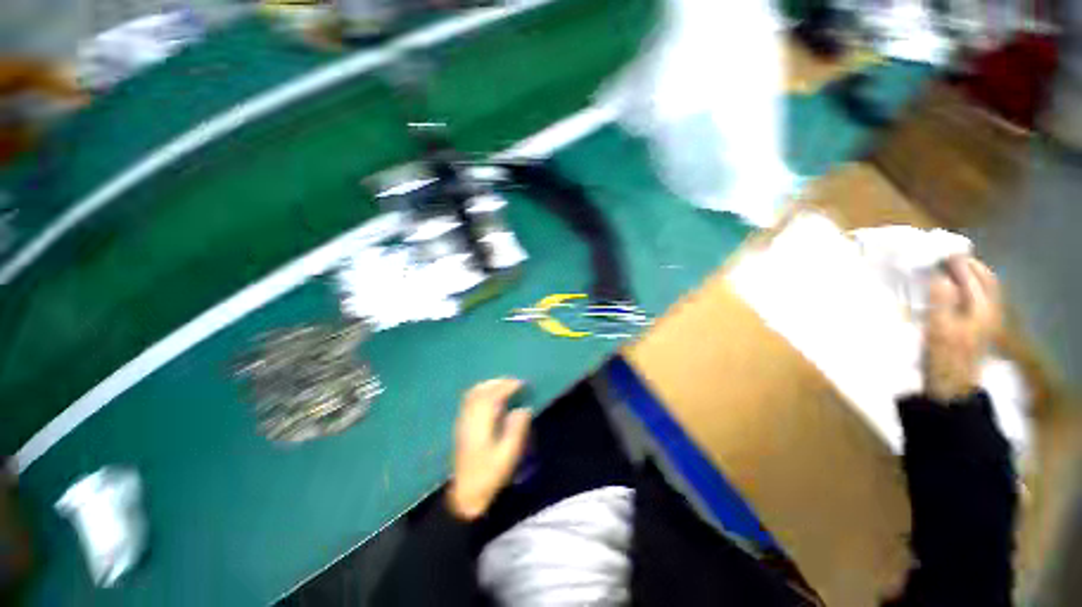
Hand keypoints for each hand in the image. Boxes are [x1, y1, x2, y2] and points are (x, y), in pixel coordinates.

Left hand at [447, 378, 530, 520]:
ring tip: (504, 386)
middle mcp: (469, 418)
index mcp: (481, 423)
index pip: (493, 396)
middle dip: (499, 383)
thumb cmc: (489, 475)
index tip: (522, 384)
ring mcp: (463, 421)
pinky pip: (470, 400)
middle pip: (481, 391)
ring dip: (490, 385)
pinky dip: (481, 392)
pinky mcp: (461, 426)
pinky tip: (490, 397)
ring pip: (474, 394)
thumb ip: (517, 429)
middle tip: (515, 383)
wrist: (464, 495)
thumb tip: (523, 409)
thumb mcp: (508, 455)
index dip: (508, 386)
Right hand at [923, 256, 1001, 401]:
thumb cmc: (944, 358)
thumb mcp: (939, 330)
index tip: (940, 251)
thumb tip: (941, 275)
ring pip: (982, 290)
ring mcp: (986, 321)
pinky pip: (976, 300)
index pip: (975, 276)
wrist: (952, 389)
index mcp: (983, 310)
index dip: (959, 262)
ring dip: (968, 276)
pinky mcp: (978, 329)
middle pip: (985, 280)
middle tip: (945, 257)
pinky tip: (951, 291)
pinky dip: (966, 289)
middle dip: (968, 266)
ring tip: (947, 269)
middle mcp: (990, 311)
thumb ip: (941, 300)